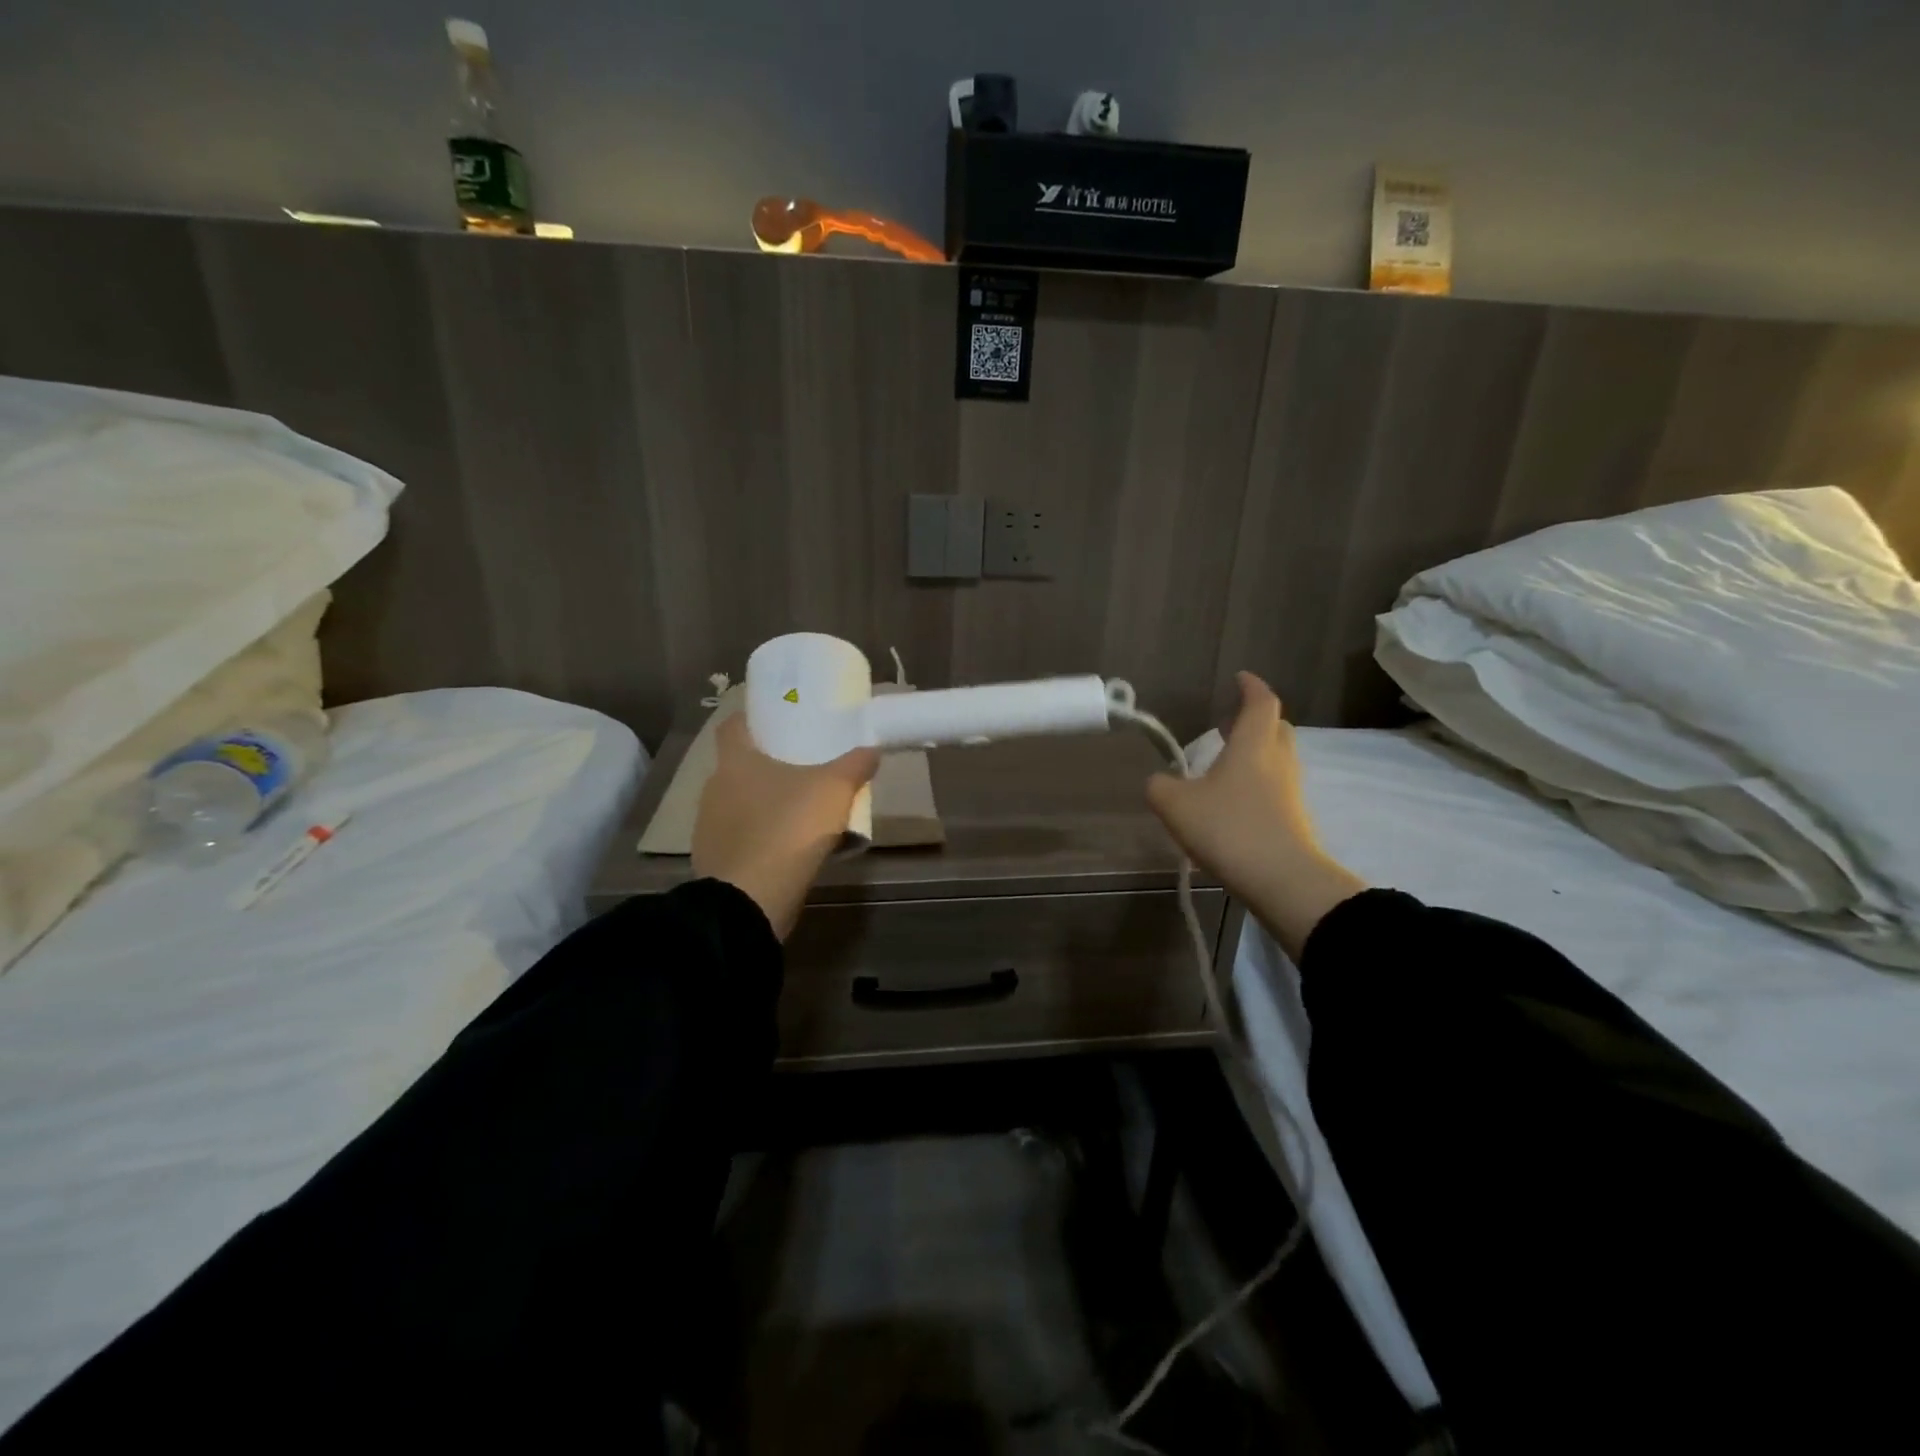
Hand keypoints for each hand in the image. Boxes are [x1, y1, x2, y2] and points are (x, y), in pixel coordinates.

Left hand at [692, 714, 879, 939]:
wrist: (750, 900)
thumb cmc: (788, 828)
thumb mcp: (834, 790)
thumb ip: (855, 765)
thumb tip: (872, 747)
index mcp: (735, 761)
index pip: (733, 726)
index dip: (753, 720)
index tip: (779, 722)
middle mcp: (714, 788)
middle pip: (740, 766)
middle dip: (768, 765)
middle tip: (803, 766)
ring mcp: (709, 826)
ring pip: (740, 803)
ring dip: (765, 803)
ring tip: (799, 809)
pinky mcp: (714, 860)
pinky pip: (741, 837)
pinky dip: (760, 836)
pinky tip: (787, 846)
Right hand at [1145, 673, 1366, 961]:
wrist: (1281, 880)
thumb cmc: (1228, 827)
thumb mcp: (1175, 804)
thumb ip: (1160, 786)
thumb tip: (1159, 781)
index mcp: (1254, 744)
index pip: (1261, 702)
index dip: (1251, 686)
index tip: (1239, 678)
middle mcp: (1278, 760)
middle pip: (1275, 728)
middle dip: (1255, 720)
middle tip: (1229, 724)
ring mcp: (1291, 791)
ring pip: (1277, 759)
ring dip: (1255, 754)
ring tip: (1224, 765)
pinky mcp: (1294, 819)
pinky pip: (1276, 788)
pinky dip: (1257, 784)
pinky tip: (1232, 802)